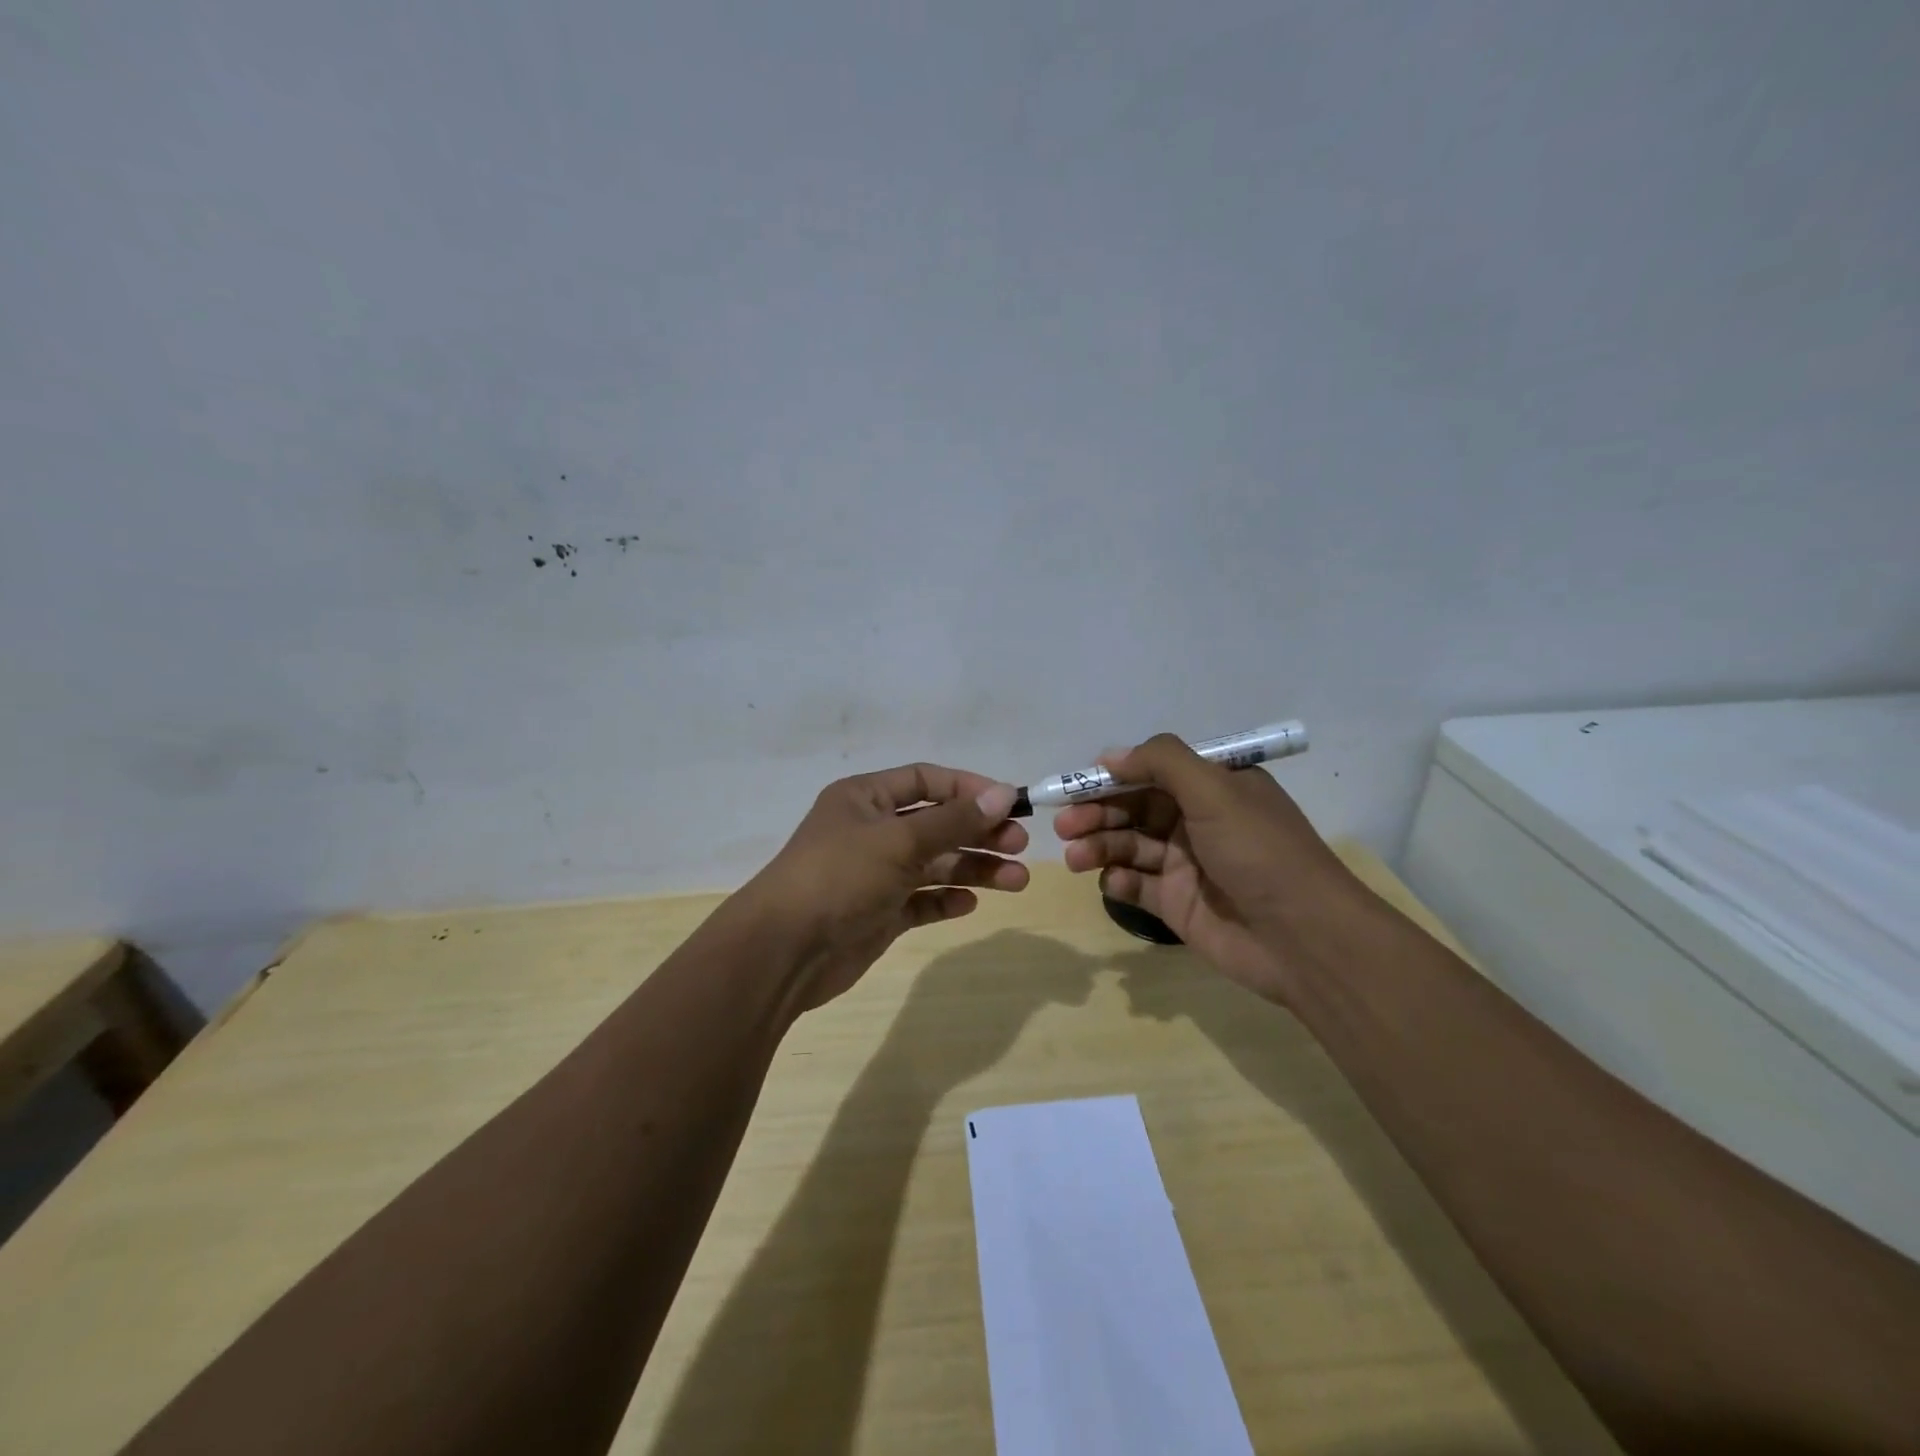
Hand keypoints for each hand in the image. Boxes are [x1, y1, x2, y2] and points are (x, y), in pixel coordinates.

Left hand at [735, 764, 1028, 1011]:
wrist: (784, 951)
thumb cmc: (839, 877)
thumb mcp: (899, 840)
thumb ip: (953, 820)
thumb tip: (1004, 794)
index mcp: (865, 799)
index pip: (926, 780)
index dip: (968, 788)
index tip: (1010, 803)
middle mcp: (871, 831)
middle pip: (937, 824)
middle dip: (979, 833)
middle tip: (1020, 846)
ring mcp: (875, 874)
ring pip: (934, 864)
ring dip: (973, 869)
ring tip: (1016, 881)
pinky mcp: (879, 912)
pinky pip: (921, 900)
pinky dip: (945, 900)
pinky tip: (970, 904)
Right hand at [1054, 734, 1367, 1003]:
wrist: (1303, 938)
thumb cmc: (1259, 852)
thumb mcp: (1215, 790)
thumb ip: (1161, 762)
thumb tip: (1110, 756)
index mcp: (1214, 788)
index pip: (1151, 772)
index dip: (1112, 776)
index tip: (1074, 784)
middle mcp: (1197, 821)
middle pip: (1133, 809)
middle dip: (1097, 813)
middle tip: (1065, 826)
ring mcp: (1186, 865)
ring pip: (1129, 846)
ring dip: (1099, 846)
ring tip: (1076, 856)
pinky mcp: (1177, 904)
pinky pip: (1137, 885)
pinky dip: (1119, 881)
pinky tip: (1113, 882)